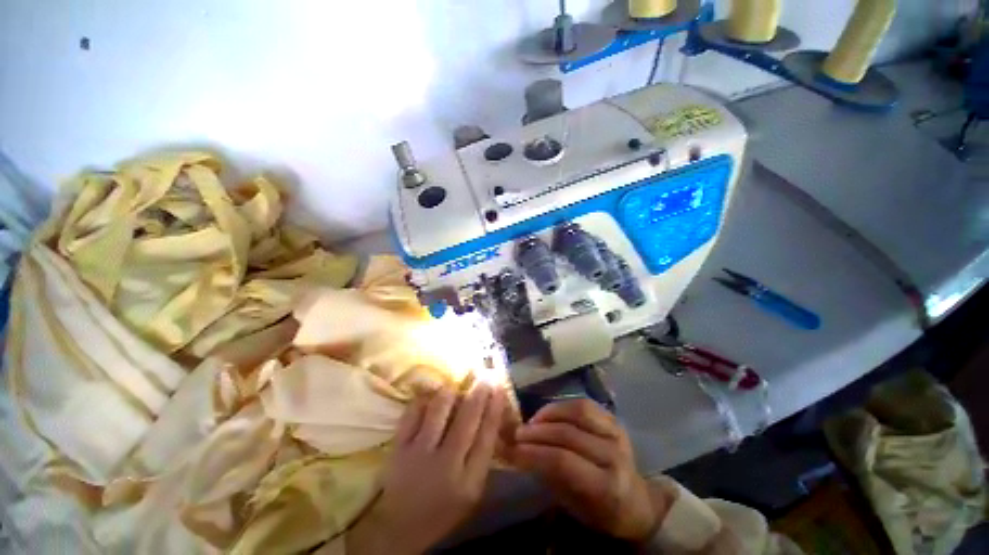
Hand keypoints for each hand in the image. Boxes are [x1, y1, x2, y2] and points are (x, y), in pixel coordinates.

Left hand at [347, 384, 505, 554]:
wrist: (400, 526)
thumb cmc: (444, 507)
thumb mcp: (472, 491)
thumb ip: (483, 455)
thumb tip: (491, 414)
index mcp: (469, 480)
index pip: (487, 435)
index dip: (495, 406)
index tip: (499, 386)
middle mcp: (446, 464)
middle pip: (467, 417)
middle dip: (479, 391)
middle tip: (485, 375)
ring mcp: (418, 453)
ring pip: (440, 407)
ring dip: (452, 392)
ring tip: (457, 388)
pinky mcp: (398, 446)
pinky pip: (414, 410)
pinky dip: (426, 399)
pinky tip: (432, 397)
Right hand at [510, 399, 669, 542]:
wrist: (637, 502)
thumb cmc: (601, 511)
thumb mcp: (573, 506)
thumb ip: (548, 475)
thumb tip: (517, 452)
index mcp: (607, 486)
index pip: (563, 461)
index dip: (534, 452)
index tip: (512, 449)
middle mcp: (614, 455)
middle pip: (567, 433)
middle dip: (537, 432)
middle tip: (516, 433)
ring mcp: (617, 432)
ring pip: (576, 412)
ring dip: (548, 414)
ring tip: (531, 421)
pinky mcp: (614, 419)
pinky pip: (584, 404)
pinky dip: (563, 406)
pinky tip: (548, 413)